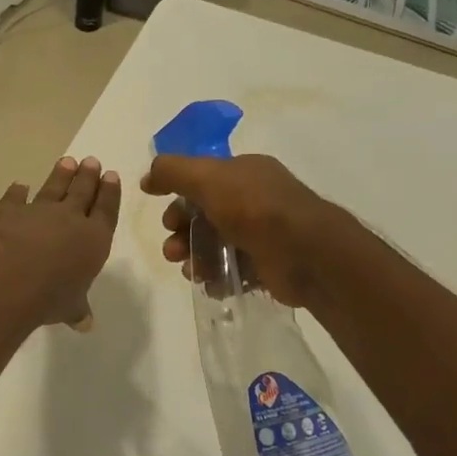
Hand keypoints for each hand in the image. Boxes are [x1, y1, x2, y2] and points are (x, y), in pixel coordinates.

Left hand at [0, 156, 121, 329]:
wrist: (9, 278)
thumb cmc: (50, 296)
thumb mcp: (69, 307)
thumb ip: (77, 309)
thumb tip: (85, 323)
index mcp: (93, 239)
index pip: (106, 210)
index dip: (110, 193)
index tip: (111, 175)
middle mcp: (69, 219)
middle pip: (82, 192)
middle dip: (88, 177)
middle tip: (92, 161)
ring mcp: (38, 211)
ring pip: (53, 188)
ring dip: (61, 175)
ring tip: (67, 161)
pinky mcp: (8, 210)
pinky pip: (15, 198)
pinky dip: (17, 192)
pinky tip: (19, 185)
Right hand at [140, 154, 338, 307]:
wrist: (309, 254)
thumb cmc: (255, 208)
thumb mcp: (207, 178)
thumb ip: (172, 171)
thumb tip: (147, 177)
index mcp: (245, 172)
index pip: (202, 180)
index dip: (178, 197)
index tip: (163, 218)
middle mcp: (255, 199)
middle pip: (205, 214)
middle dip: (182, 232)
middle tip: (173, 251)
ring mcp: (263, 233)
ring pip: (216, 244)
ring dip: (195, 257)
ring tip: (191, 272)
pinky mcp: (268, 264)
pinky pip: (234, 270)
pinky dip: (217, 277)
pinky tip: (210, 284)